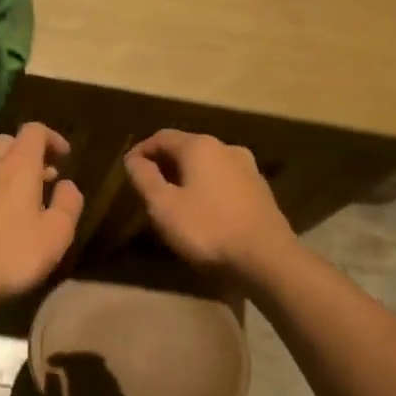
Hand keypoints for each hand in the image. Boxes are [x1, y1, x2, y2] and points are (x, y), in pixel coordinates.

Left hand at [0, 123, 82, 305]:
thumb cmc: (13, 254)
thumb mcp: (57, 233)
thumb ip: (68, 203)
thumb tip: (67, 184)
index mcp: (17, 166)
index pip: (34, 130)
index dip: (52, 138)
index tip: (65, 157)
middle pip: (7, 142)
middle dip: (27, 152)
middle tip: (44, 176)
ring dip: (6, 173)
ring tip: (21, 201)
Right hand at [123, 130, 295, 278]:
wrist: (267, 258)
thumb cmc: (207, 229)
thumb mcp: (163, 207)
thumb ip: (144, 178)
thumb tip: (133, 159)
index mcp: (200, 147)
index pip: (162, 137)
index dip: (141, 151)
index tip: (128, 169)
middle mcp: (226, 148)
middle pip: (187, 148)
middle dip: (165, 163)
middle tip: (148, 186)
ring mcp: (248, 169)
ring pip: (208, 165)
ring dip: (188, 176)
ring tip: (175, 199)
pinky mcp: (261, 191)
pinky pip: (225, 181)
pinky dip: (208, 188)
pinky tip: (204, 210)